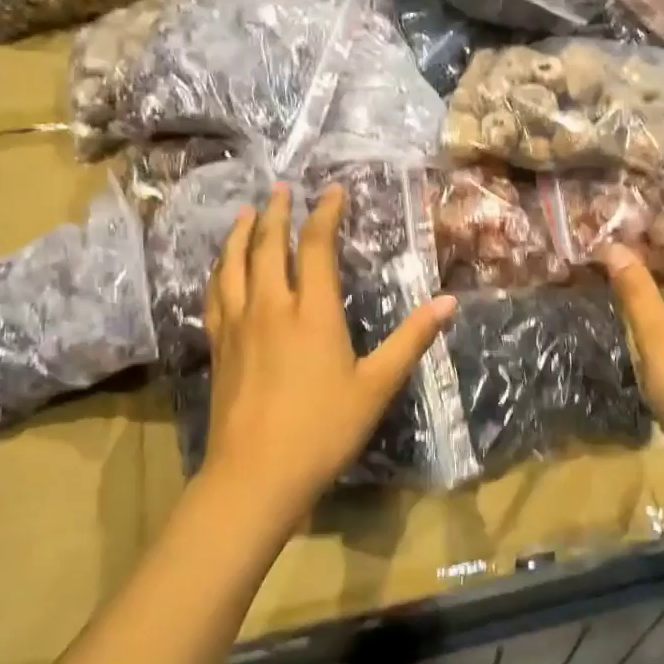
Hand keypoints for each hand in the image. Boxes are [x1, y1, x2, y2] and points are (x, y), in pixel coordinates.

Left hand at [199, 184, 455, 536]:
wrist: (257, 473)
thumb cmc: (324, 429)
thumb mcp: (377, 386)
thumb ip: (411, 340)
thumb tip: (449, 302)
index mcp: (313, 312)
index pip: (316, 247)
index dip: (325, 214)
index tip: (332, 192)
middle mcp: (271, 307)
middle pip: (267, 246)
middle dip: (276, 213)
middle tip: (281, 189)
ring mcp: (238, 326)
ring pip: (233, 265)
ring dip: (239, 234)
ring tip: (244, 213)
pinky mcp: (219, 347)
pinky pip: (214, 295)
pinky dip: (218, 272)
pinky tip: (220, 269)